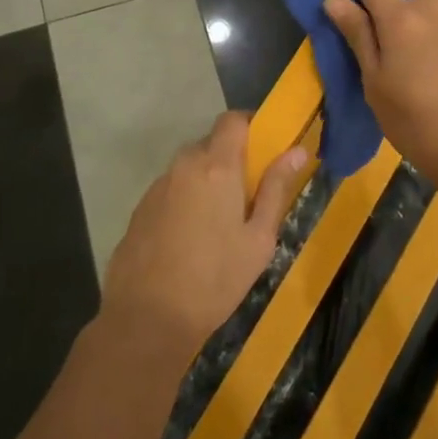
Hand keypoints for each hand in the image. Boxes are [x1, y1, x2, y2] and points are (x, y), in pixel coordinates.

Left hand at [102, 112, 306, 359]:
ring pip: (189, 168)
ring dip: (206, 180)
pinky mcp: (140, 208)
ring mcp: (158, 186)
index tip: (266, 147)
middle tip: (248, 194)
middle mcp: (184, 166)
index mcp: (216, 167)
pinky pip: (171, 189)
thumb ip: (275, 189)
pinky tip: (190, 238)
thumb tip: (297, 150)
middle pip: (210, 144)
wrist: (146, 318)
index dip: (250, 125)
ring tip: (219, 222)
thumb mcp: (258, 239)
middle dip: (231, 159)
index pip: (232, 120)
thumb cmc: (215, 279)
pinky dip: (185, 199)